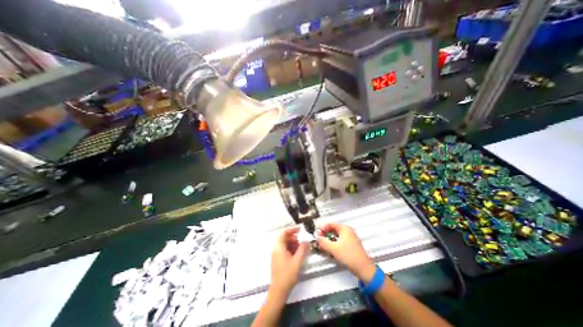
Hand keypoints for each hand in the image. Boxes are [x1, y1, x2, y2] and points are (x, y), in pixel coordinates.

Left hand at [272, 228, 311, 296]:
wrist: (278, 291)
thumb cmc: (287, 275)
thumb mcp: (297, 261)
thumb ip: (302, 249)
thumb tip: (307, 240)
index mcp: (279, 247)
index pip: (284, 233)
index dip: (292, 229)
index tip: (300, 230)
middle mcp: (276, 248)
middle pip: (284, 237)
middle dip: (294, 237)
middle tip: (302, 240)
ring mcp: (276, 254)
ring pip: (284, 243)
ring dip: (293, 243)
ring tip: (301, 248)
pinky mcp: (277, 259)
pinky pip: (284, 249)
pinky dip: (290, 248)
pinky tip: (297, 253)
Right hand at [317, 223, 374, 282]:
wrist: (364, 269)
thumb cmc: (348, 255)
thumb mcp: (333, 248)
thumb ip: (323, 242)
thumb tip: (317, 237)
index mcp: (344, 228)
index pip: (330, 224)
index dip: (322, 229)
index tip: (317, 236)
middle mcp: (348, 230)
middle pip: (333, 229)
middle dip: (325, 235)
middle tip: (319, 241)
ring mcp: (351, 237)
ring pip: (336, 236)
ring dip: (329, 240)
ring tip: (324, 246)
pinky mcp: (352, 244)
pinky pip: (340, 240)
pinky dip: (334, 243)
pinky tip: (332, 250)